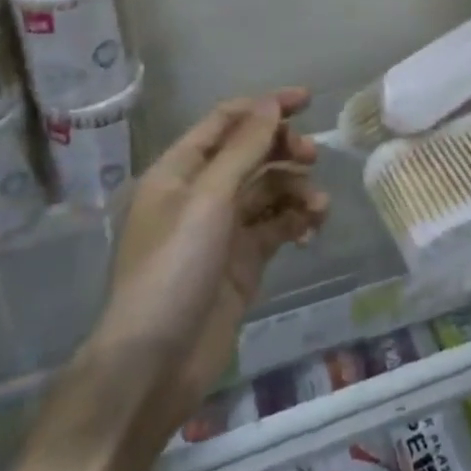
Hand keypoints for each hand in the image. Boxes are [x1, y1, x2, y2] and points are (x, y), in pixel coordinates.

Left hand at [100, 90, 328, 429]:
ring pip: (267, 190)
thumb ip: (244, 148)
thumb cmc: (172, 269)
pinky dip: (295, 221)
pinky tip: (312, 228)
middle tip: (311, 157)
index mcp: (179, 171)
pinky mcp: (241, 262)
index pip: (226, 121)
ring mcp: (221, 230)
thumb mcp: (208, 199)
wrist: (152, 369)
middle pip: (250, 153)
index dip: (264, 106)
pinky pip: (275, 227)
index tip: (307, 101)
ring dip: (295, 189)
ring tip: (318, 208)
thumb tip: (269, 103)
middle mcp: (199, 194)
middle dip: (283, 149)